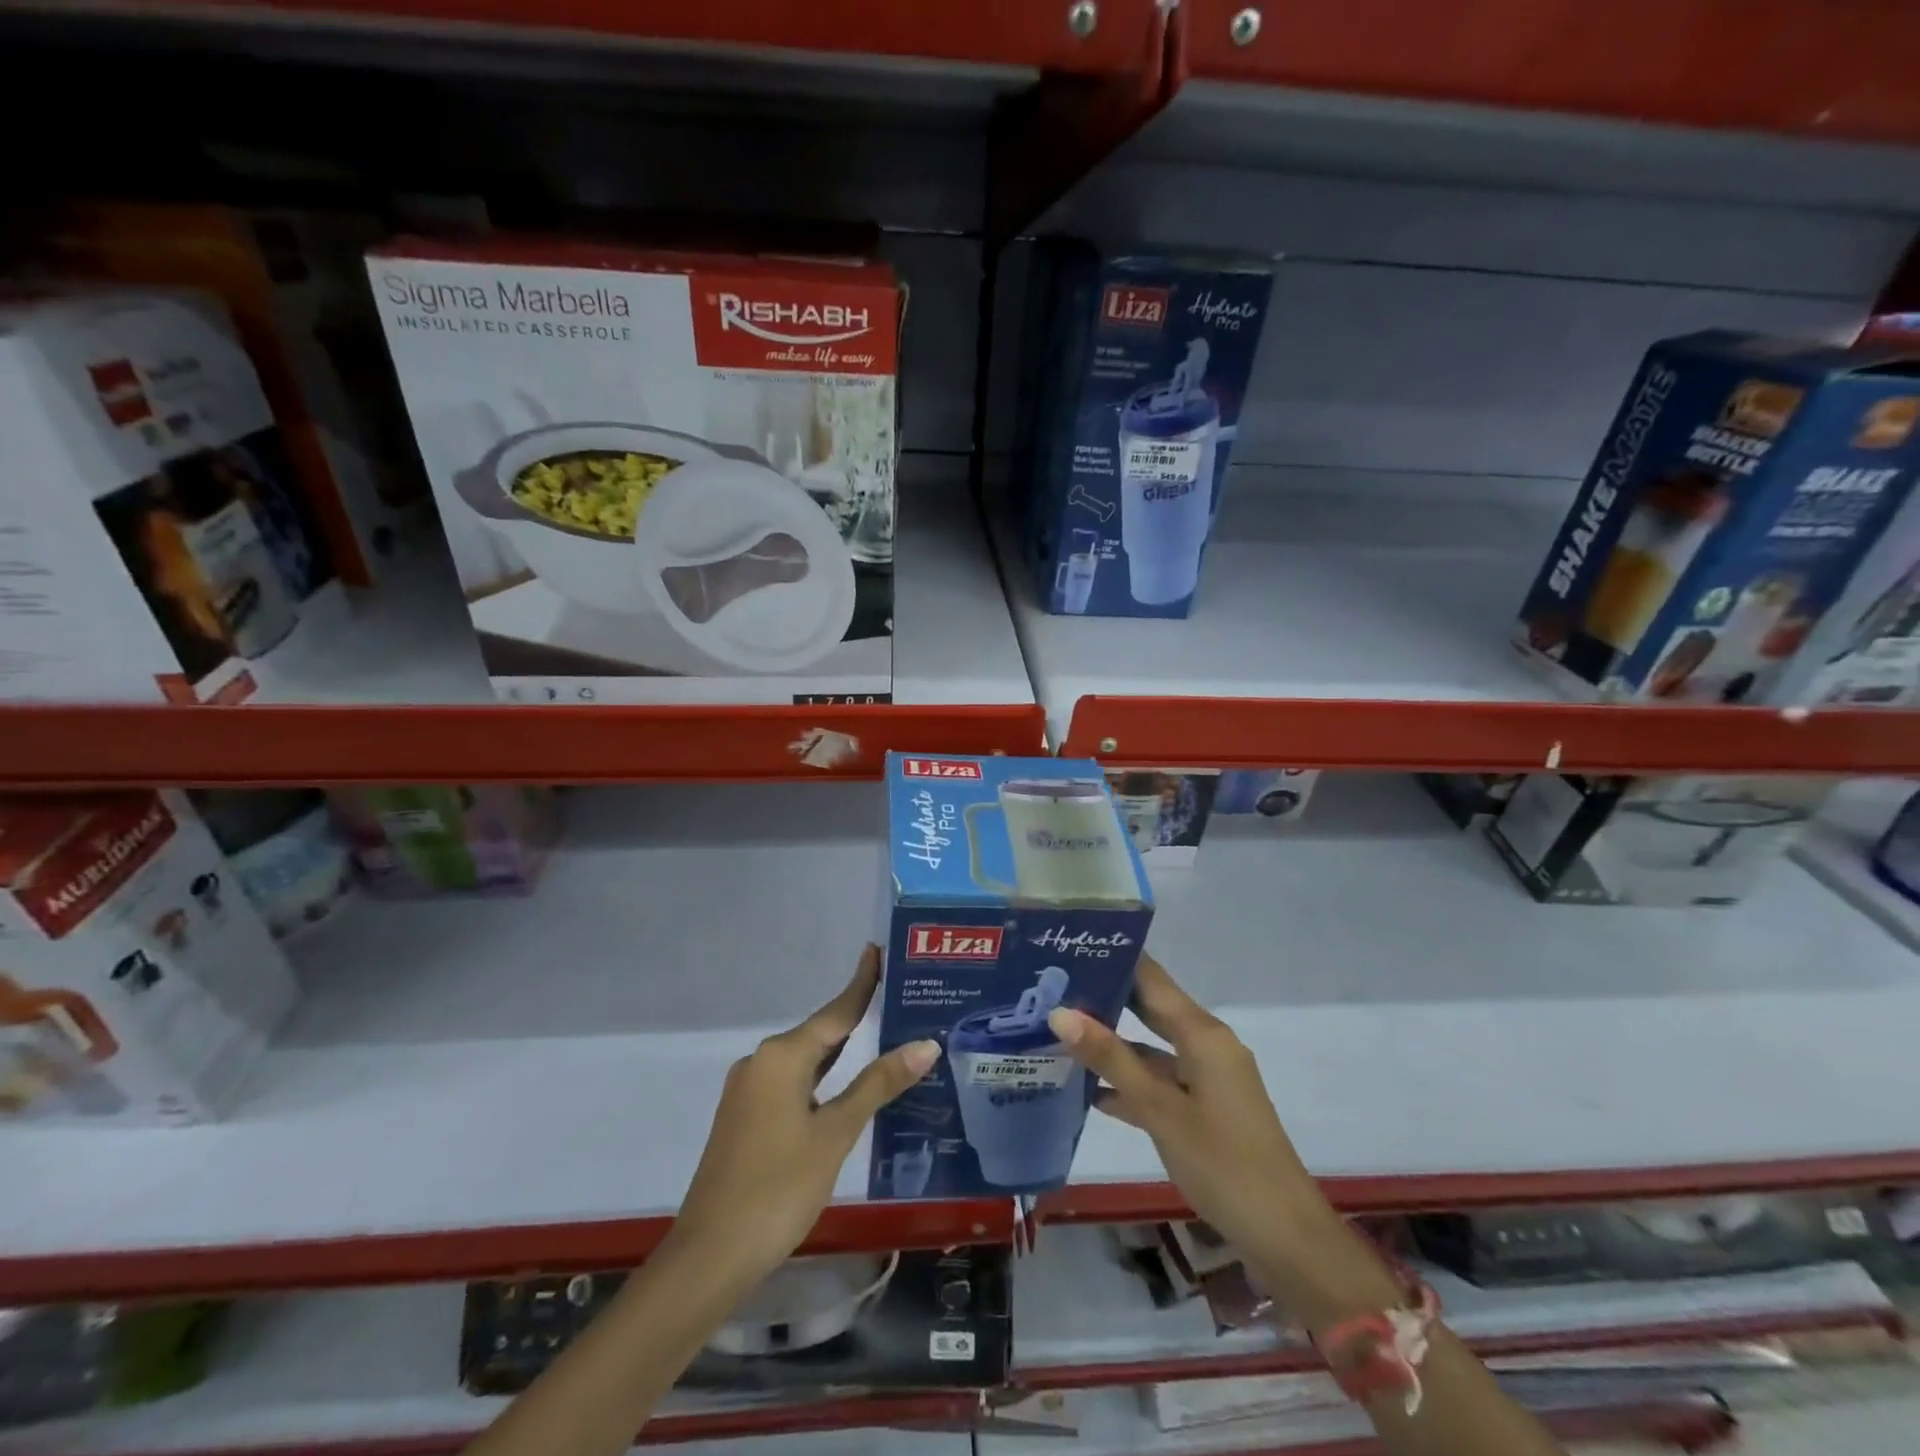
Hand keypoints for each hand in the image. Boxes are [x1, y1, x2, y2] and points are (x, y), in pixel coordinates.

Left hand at [668, 945, 939, 1287]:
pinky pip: (791, 1082)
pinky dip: (820, 1077)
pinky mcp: (744, 1118)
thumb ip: (878, 1084)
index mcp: (782, 1056)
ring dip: (839, 1050)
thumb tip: (925, 1044)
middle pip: (819, 1032)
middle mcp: (761, 1062)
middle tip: (896, 1000)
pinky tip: (841, 1087)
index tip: (877, 950)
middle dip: (856, 1016)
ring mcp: (749, 1091)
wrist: (710, 1256)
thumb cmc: (778, 1187)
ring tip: (878, 1036)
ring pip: (804, 1060)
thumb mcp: (836, 1133)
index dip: (861, 983)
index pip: (835, 1011)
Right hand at [1046, 955, 1364, 1306]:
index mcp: (1202, 1033)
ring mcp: (1206, 1077)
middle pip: (1150, 1007)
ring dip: (1111, 1043)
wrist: (1284, 1237)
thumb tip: (1060, 1011)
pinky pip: (1160, 1080)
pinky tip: (1088, 1091)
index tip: (1069, 946)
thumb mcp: (1160, 1110)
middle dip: (1105, 996)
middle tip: (1053, 985)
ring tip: (1058, 1031)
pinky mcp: (1204, 1107)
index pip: (1151, 978)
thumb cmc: (1223, 1163)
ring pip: (1151, 1046)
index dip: (1114, 958)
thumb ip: (1111, 1059)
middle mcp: (1206, 1044)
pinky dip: (1129, 1081)